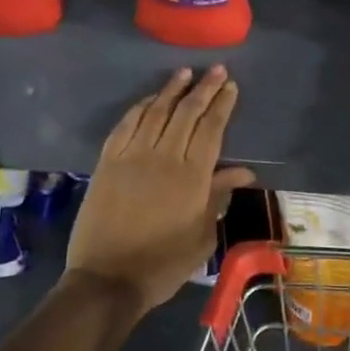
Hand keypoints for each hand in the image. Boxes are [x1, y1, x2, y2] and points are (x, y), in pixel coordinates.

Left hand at [64, 67, 256, 316]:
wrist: (107, 280)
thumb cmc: (163, 263)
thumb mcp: (202, 235)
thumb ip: (218, 197)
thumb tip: (242, 172)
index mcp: (192, 176)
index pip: (211, 128)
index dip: (222, 105)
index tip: (231, 86)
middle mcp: (163, 157)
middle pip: (186, 113)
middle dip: (203, 88)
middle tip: (216, 70)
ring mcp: (132, 157)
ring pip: (155, 112)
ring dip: (171, 90)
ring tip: (184, 72)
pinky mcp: (107, 163)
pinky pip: (125, 126)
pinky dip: (139, 108)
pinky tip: (149, 100)